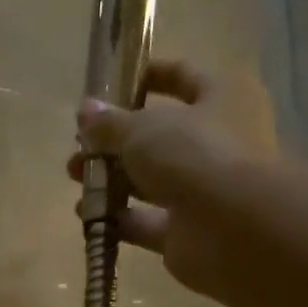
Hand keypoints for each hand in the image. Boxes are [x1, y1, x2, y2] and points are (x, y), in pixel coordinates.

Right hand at [69, 59, 280, 299]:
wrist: (231, 228)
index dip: (147, 76)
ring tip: (76, 179)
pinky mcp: (186, 231)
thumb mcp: (142, 129)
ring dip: (111, 179)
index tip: (109, 84)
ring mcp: (203, 190)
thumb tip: (86, 111)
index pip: (184, 76)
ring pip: (150, 180)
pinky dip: (118, 218)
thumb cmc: (194, 155)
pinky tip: (87, 215)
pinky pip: (146, 221)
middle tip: (80, 146)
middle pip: (160, 136)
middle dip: (115, 141)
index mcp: (223, 97)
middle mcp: (219, 141)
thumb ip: (110, 123)